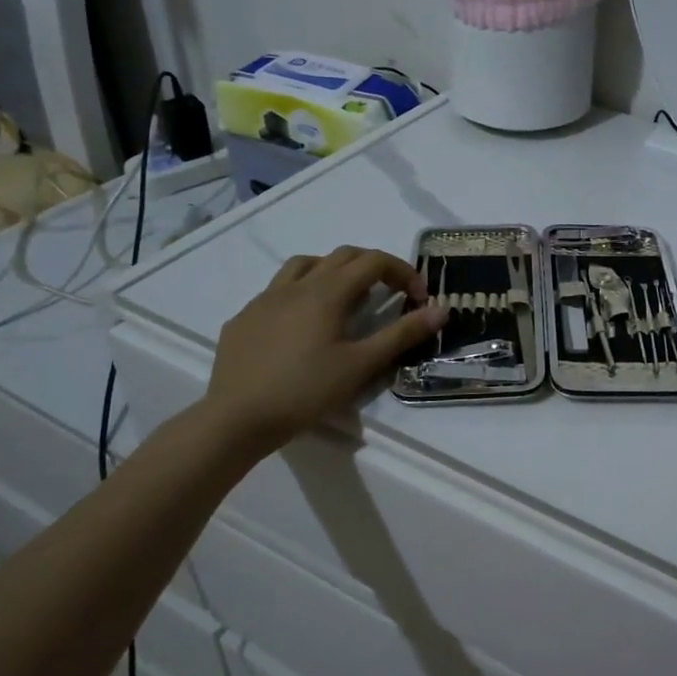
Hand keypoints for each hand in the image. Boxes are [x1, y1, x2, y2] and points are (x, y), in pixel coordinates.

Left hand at [201, 246, 446, 454]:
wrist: (235, 419)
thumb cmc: (304, 391)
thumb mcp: (361, 365)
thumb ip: (402, 334)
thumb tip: (441, 310)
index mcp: (327, 292)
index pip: (374, 262)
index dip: (402, 272)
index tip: (418, 298)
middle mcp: (296, 285)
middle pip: (342, 256)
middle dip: (373, 267)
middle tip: (390, 293)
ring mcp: (264, 299)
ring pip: (305, 265)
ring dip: (333, 271)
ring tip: (345, 298)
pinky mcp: (243, 318)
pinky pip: (277, 291)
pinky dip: (301, 294)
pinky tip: (301, 325)